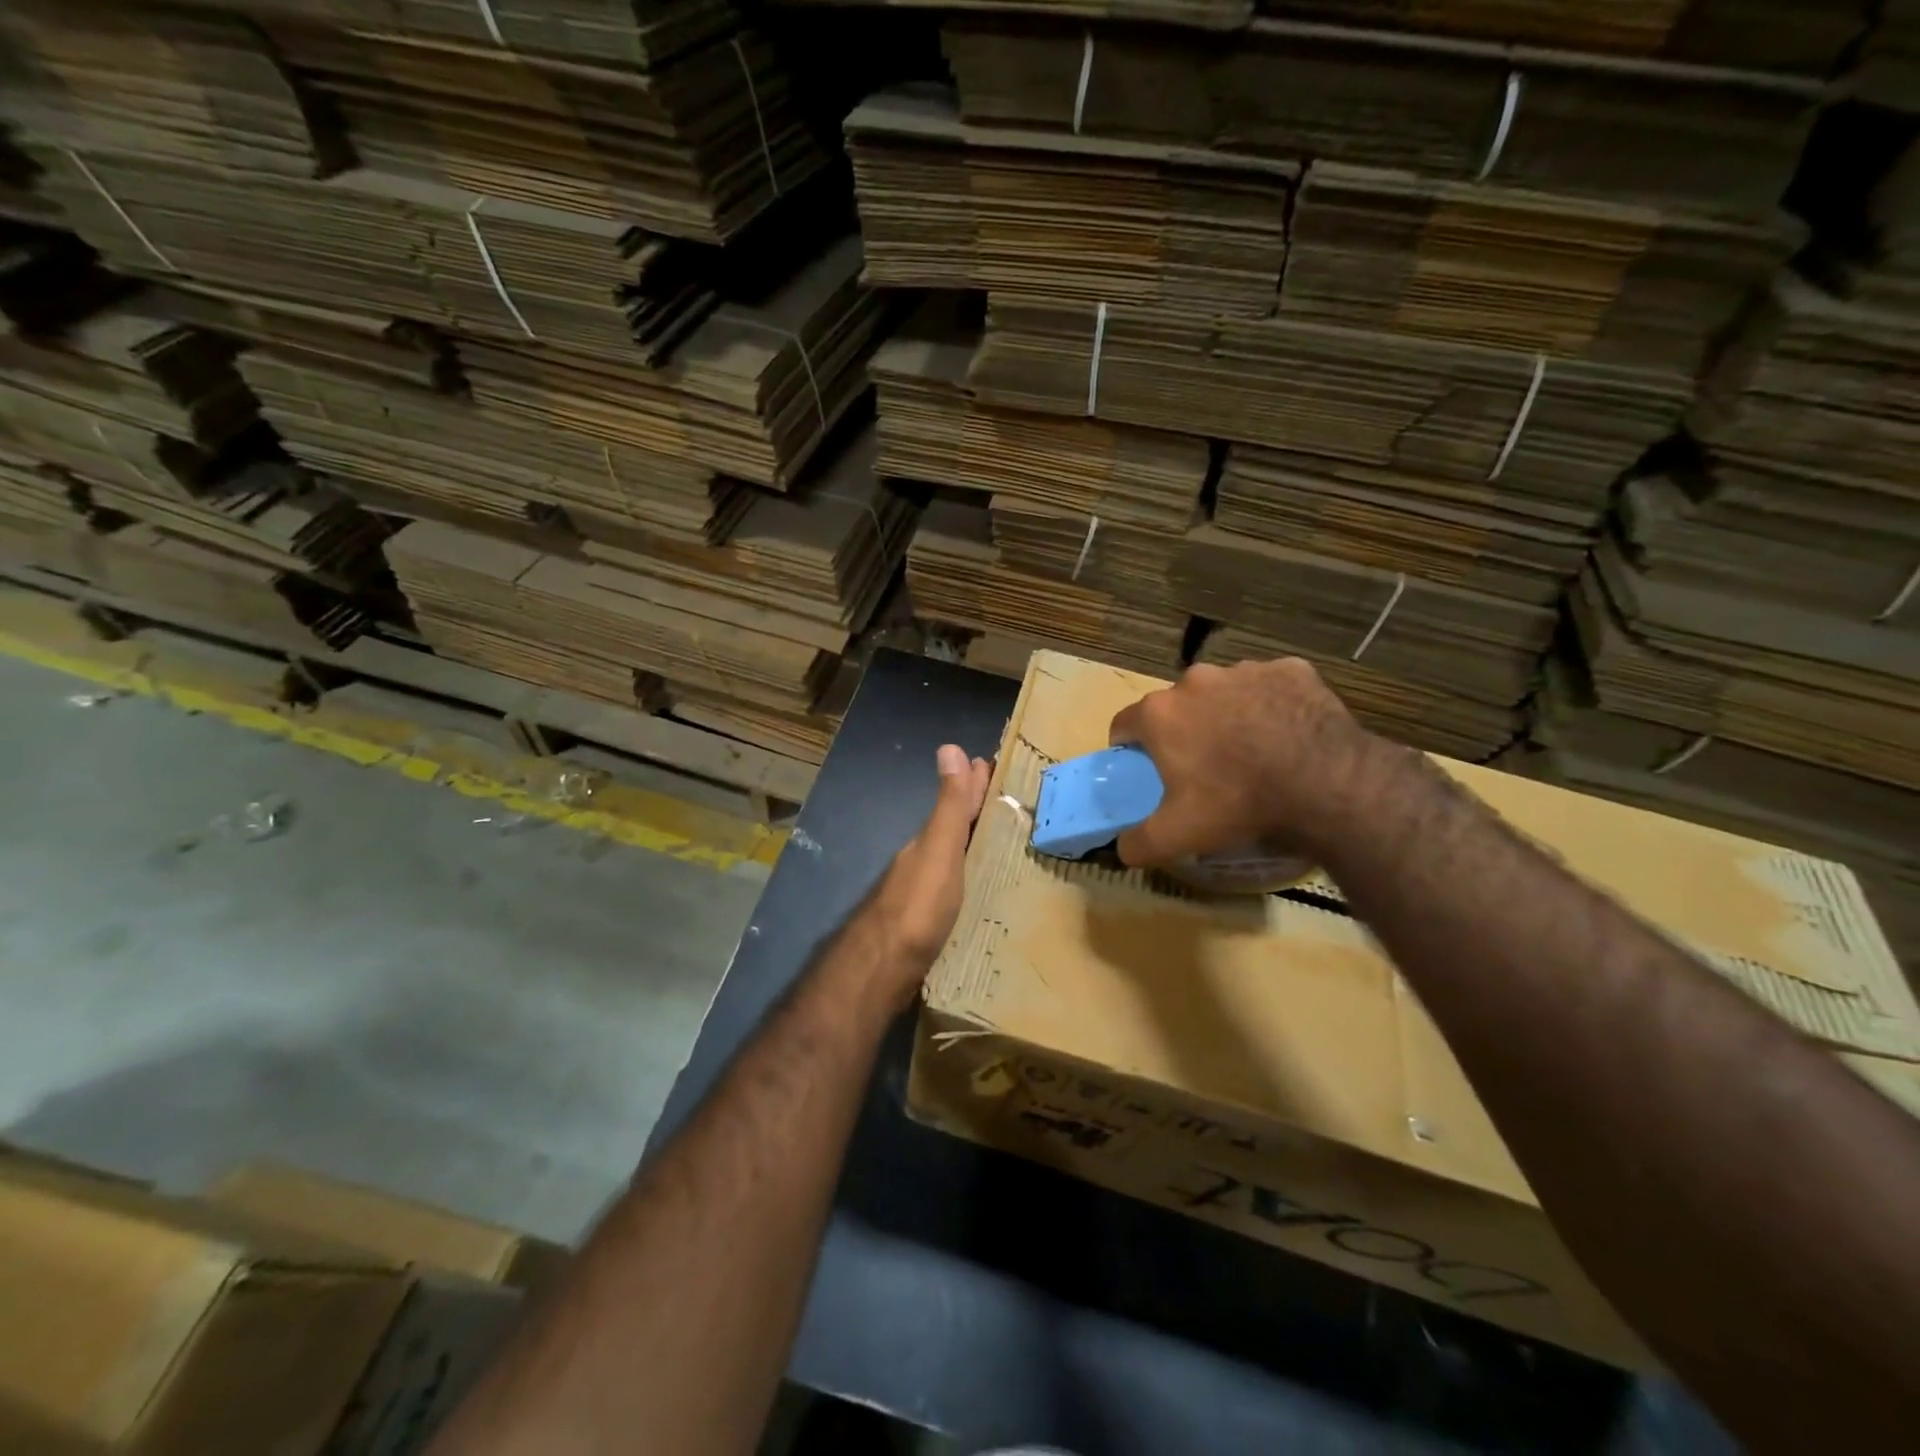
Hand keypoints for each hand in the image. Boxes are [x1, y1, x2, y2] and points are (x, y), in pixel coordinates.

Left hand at [863, 743, 991, 1003]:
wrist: (884, 970)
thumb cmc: (918, 907)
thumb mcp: (939, 850)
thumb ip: (949, 806)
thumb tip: (949, 746)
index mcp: (929, 842)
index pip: (956, 803)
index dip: (973, 784)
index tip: (993, 763)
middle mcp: (924, 862)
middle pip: (953, 828)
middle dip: (975, 810)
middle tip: (1006, 798)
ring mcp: (924, 893)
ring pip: (954, 857)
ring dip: (973, 842)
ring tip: (1001, 838)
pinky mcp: (930, 922)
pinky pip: (956, 886)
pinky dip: (970, 875)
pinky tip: (981, 885)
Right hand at [1108, 658, 1376, 867]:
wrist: (1328, 785)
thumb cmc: (1239, 804)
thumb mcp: (1177, 836)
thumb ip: (1137, 844)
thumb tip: (1121, 849)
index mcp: (1161, 713)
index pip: (1124, 725)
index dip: (1131, 749)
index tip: (1147, 770)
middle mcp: (1196, 680)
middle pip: (1176, 706)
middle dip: (1183, 731)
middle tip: (1204, 767)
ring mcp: (1246, 670)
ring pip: (1223, 693)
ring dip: (1227, 715)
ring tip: (1252, 752)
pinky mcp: (1291, 670)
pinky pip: (1270, 687)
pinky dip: (1271, 706)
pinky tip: (1287, 735)